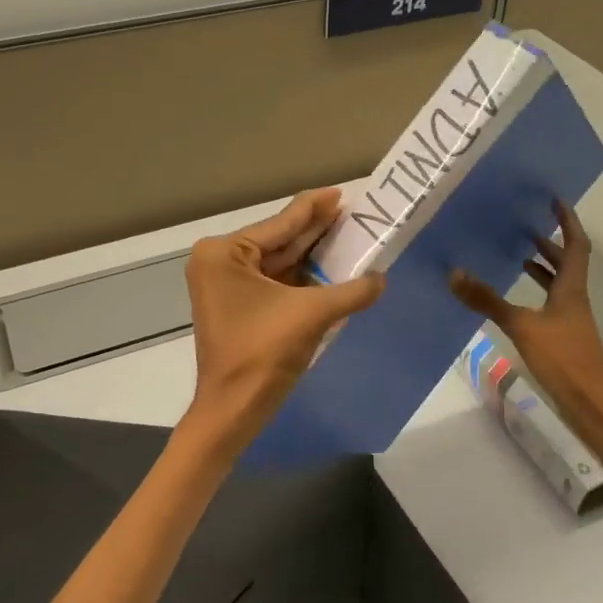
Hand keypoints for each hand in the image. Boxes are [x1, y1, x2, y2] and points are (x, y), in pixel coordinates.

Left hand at [184, 190, 385, 451]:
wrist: (233, 409)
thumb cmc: (263, 353)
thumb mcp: (312, 314)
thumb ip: (351, 291)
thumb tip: (382, 279)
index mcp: (224, 253)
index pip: (280, 223)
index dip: (314, 208)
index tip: (341, 193)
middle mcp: (220, 262)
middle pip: (278, 241)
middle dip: (316, 230)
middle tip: (353, 213)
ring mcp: (226, 286)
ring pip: (278, 263)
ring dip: (312, 256)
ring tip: (349, 237)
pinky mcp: (237, 308)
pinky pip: (275, 284)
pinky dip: (302, 279)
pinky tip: (331, 270)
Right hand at [449, 200, 602, 439]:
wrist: (591, 404)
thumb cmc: (564, 358)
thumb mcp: (522, 326)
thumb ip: (487, 301)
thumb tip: (454, 274)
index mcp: (571, 288)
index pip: (576, 244)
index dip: (567, 221)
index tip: (554, 200)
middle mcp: (573, 299)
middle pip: (567, 262)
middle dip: (549, 242)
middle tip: (525, 225)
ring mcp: (569, 320)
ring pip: (557, 284)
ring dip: (541, 268)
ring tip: (516, 255)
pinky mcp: (562, 338)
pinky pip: (547, 305)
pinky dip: (533, 295)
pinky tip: (513, 302)